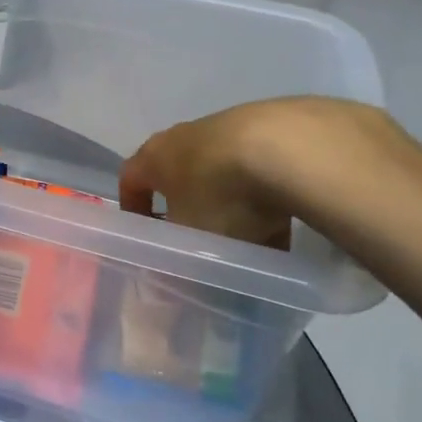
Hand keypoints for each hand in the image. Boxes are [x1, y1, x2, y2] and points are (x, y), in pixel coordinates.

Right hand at [119, 97, 405, 250]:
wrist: (289, 147)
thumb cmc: (220, 195)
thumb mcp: (193, 243)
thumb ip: (177, 265)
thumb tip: (163, 295)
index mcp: (155, 155)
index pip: (131, 178)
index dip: (135, 208)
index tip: (146, 235)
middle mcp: (186, 136)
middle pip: (181, 176)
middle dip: (191, 210)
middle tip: (203, 245)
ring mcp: (231, 127)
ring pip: (224, 174)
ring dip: (232, 205)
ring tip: (255, 241)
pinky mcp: (273, 128)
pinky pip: (261, 169)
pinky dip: (267, 195)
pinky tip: (287, 223)